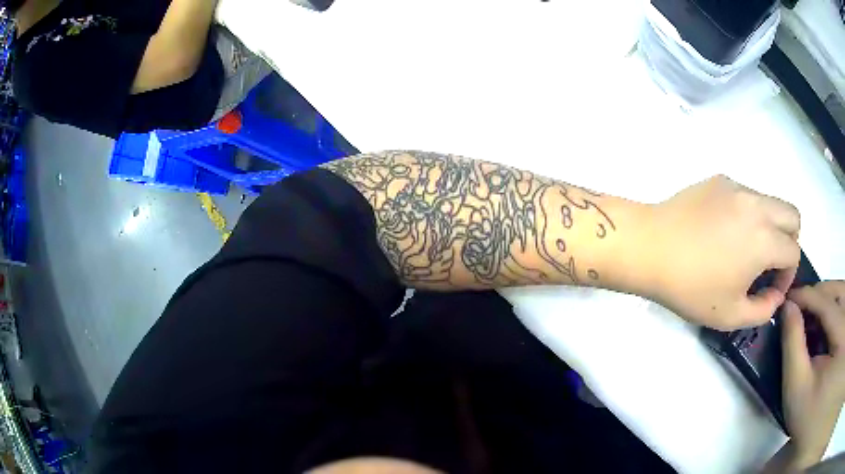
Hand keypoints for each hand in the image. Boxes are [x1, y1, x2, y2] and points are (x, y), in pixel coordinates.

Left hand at [639, 175, 800, 329]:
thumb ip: (763, 310)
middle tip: (769, 264)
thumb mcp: (730, 315)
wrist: (650, 247)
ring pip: (771, 201)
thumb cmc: (691, 288)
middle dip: (789, 242)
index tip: (770, 289)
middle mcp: (757, 205)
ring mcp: (738, 187)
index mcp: (764, 238)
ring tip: (747, 250)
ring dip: (771, 226)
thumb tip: (775, 295)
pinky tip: (725, 233)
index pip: (794, 252)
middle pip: (792, 215)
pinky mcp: (720, 180)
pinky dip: (749, 213)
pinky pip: (747, 195)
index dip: (788, 276)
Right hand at [781, 282, 844, 468]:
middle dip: (819, 293)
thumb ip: (793, 345)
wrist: (811, 430)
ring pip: (842, 294)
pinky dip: (834, 308)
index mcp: (841, 337)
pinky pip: (844, 307)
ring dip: (827, 299)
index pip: (826, 303)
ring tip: (812, 317)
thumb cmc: (806, 417)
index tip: (786, 299)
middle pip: (838, 290)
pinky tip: (824, 327)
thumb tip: (788, 307)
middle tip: (799, 308)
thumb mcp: (796, 388)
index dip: (806, 295)